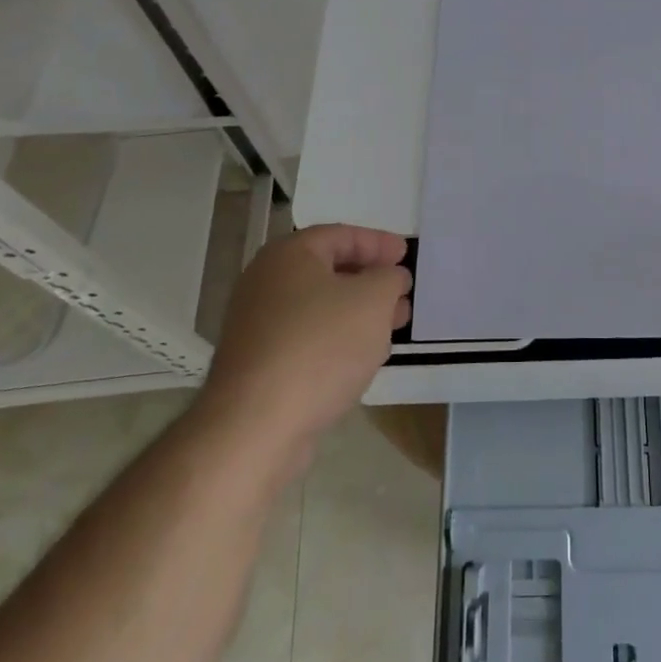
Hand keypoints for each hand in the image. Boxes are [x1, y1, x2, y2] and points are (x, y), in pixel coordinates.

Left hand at [197, 224, 411, 467]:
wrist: (255, 426)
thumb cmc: (320, 346)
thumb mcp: (373, 300)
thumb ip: (389, 278)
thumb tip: (390, 277)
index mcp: (289, 255)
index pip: (341, 235)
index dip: (378, 243)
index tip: (405, 255)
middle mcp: (266, 283)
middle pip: (328, 270)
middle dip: (370, 280)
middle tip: (402, 291)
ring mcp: (257, 325)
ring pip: (320, 307)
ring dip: (358, 312)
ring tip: (393, 326)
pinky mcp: (258, 364)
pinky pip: (307, 338)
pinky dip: (337, 339)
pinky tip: (361, 357)